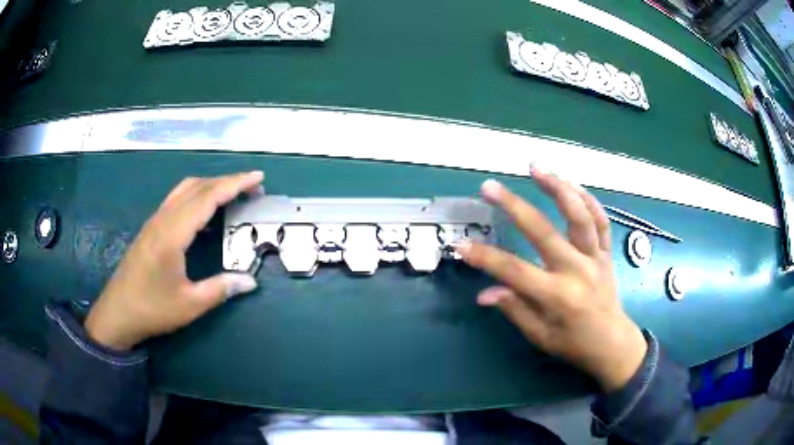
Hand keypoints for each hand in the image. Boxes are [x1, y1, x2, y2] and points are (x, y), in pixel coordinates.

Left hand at [84, 171, 264, 350]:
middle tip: (252, 188)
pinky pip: (177, 200)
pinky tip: (205, 214)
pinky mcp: (151, 228)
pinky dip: (197, 196)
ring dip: (211, 186)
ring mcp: (155, 221)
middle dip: (227, 182)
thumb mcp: (189, 304)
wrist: (118, 312)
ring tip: (232, 195)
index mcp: (172, 233)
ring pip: (185, 190)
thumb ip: (220, 289)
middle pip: (197, 186)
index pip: (207, 197)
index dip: (234, 184)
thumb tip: (251, 282)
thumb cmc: (152, 309)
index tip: (258, 177)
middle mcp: (163, 219)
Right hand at [456, 168, 646, 391]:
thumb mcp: (540, 336)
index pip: (514, 271)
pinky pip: (600, 220)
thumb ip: (515, 309)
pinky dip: (588, 199)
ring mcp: (595, 257)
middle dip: (513, 206)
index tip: (461, 245)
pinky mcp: (607, 252)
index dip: (485, 257)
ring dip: (558, 187)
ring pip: (579, 215)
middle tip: (489, 187)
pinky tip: (572, 184)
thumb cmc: (574, 343)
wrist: (612, 343)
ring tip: (536, 167)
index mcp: (557, 296)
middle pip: (543, 232)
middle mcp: (577, 271)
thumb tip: (484, 293)